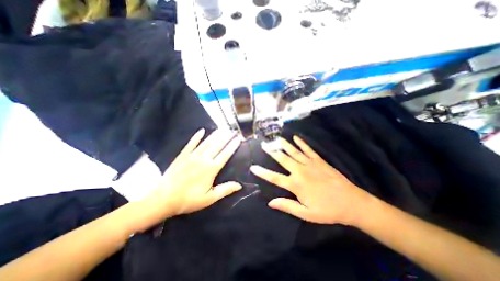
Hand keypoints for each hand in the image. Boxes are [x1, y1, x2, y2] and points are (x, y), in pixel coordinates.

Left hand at [147, 128, 242, 216]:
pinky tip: (201, 130)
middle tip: (232, 130)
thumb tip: (239, 185)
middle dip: (226, 137)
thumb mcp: (209, 198)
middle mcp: (203, 159)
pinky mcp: (183, 155)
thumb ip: (225, 190)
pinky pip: (191, 143)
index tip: (238, 139)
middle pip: (217, 145)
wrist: (163, 199)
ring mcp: (192, 156)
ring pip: (206, 142)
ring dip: (215, 135)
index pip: (225, 155)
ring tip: (222, 129)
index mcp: (211, 169)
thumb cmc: (189, 200)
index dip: (233, 146)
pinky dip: (197, 137)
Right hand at [252, 136, 372, 225]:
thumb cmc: (327, 210)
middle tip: (264, 144)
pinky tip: (295, 137)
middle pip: (282, 159)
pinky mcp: (319, 161)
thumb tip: (270, 203)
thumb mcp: (306, 213)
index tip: (253, 167)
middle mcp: (300, 171)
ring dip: (284, 144)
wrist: (351, 202)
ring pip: (293, 151)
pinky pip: (308, 149)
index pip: (274, 177)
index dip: (262, 172)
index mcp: (296, 184)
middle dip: (271, 151)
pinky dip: (301, 143)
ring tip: (276, 138)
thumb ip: (287, 206)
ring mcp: (310, 164)